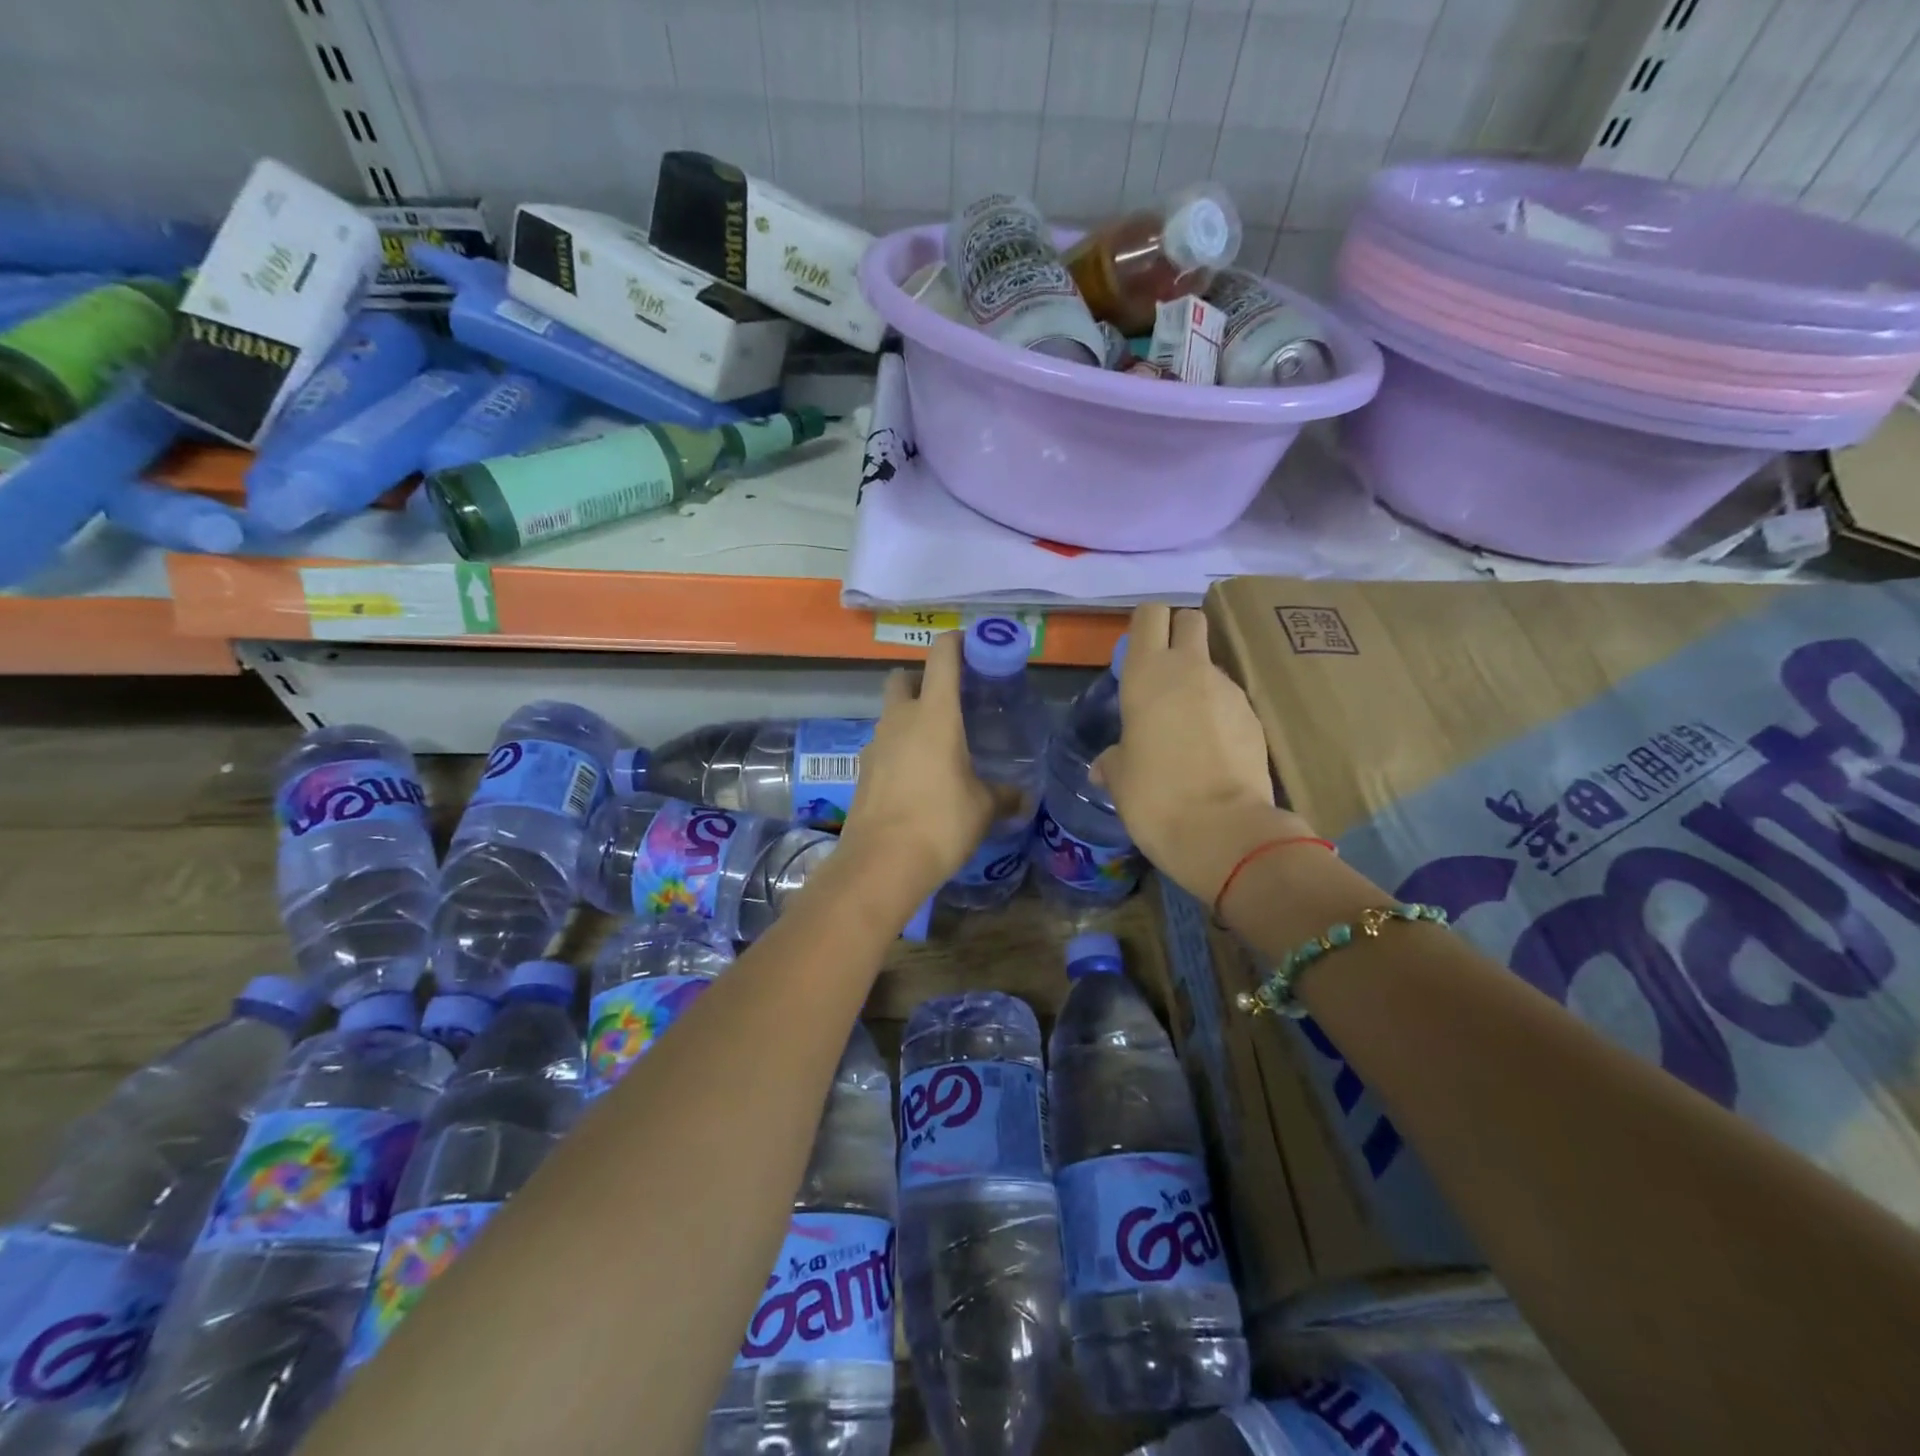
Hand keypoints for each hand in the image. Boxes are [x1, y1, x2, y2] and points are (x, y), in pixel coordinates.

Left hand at [836, 630, 996, 914]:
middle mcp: (900, 719)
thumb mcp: (983, 808)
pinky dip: (899, 749)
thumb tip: (1022, 796)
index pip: (942, 656)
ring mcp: (875, 744)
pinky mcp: (863, 770)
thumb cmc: (941, 823)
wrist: (881, 863)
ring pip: (891, 713)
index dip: (957, 642)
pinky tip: (918, 778)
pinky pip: (884, 745)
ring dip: (910, 717)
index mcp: (934, 714)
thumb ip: (1004, 795)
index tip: (973, 646)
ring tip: (939, 746)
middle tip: (950, 703)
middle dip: (923, 680)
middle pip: (904, 678)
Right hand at [1093, 604, 1316, 902]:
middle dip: (1178, 635)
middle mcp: (1191, 669)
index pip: (1150, 614)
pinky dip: (1219, 714)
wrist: (1223, 831)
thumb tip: (1104, 765)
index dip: (1144, 627)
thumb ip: (1113, 759)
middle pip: (1190, 621)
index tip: (1137, 653)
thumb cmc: (1154, 796)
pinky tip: (1211, 751)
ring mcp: (1230, 690)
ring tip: (1185, 728)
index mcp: (1148, 673)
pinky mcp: (1256, 716)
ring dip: (1198, 683)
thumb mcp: (1120, 777)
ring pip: (1212, 665)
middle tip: (1163, 676)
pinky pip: (1231, 701)